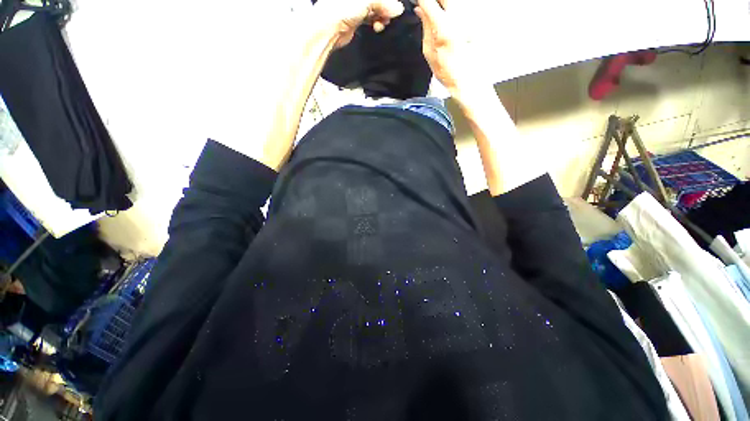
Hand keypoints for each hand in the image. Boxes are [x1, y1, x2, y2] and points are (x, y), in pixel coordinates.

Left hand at [315, 0, 404, 48]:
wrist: (329, 29)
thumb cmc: (343, 8)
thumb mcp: (366, 1)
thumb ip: (384, 3)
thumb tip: (400, 8)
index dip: (388, 1)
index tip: (395, 7)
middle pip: (378, 0)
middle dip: (386, 8)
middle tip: (389, 16)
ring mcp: (357, 6)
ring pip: (376, 9)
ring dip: (382, 16)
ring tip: (382, 23)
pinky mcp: (356, 19)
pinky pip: (371, 18)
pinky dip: (376, 22)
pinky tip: (377, 27)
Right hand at [415, 0, 473, 94]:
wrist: (466, 78)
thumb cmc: (448, 71)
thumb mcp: (429, 51)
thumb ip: (425, 26)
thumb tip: (420, 10)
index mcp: (443, 28)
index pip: (428, 1)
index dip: (420, 0)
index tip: (416, 2)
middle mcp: (457, 18)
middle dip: (432, 1)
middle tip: (425, 7)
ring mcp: (466, 17)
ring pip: (451, 3)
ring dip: (440, 6)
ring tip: (433, 16)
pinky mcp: (472, 19)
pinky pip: (457, 8)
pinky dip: (448, 11)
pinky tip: (443, 19)